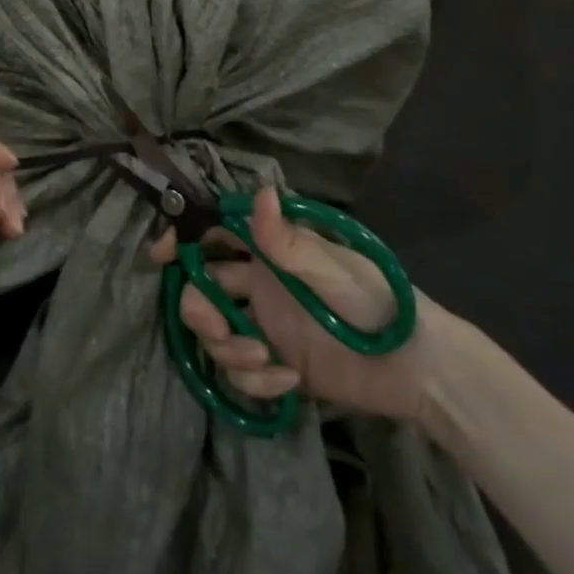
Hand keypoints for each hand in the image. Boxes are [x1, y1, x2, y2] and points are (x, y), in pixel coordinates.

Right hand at [155, 186, 442, 424]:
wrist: (413, 368)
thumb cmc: (375, 302)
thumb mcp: (332, 270)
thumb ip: (287, 241)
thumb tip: (259, 190)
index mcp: (273, 253)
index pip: (217, 235)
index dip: (184, 239)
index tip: (160, 256)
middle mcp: (261, 285)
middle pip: (204, 289)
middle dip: (201, 311)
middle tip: (218, 330)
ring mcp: (266, 326)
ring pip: (217, 334)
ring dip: (229, 350)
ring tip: (265, 360)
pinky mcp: (274, 365)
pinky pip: (241, 372)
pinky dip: (256, 379)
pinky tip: (289, 383)